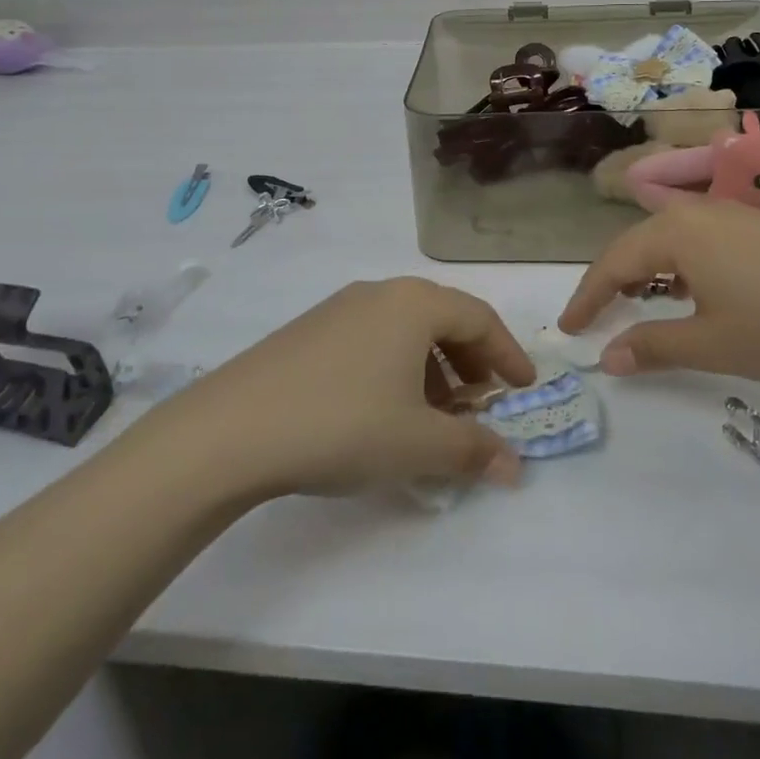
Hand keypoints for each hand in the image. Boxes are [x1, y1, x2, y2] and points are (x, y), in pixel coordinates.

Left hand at [170, 279, 535, 498]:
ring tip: (433, 416)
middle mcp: (380, 293)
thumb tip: (514, 466)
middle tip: (480, 405)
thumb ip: (473, 451)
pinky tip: (384, 411)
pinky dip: (395, 368)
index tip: (524, 389)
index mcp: (415, 304)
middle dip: (470, 363)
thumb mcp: (418, 444)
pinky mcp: (311, 329)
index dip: (508, 353)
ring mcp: (340, 307)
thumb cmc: (344, 424)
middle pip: (442, 319)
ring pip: (405, 330)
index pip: (479, 318)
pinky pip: (372, 338)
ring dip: (432, 368)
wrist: (235, 427)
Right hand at [558, 201, 759, 383]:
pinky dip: (677, 263)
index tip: (568, 329)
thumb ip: (652, 348)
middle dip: (611, 282)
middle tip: (596, 318)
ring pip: (666, 238)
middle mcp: (693, 211)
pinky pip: (695, 237)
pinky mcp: (754, 223)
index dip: (587, 298)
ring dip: (644, 270)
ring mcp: (727, 212)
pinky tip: (689, 289)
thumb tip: (606, 358)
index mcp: (674, 233)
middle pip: (635, 244)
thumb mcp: (711, 344)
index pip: (612, 264)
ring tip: (636, 302)